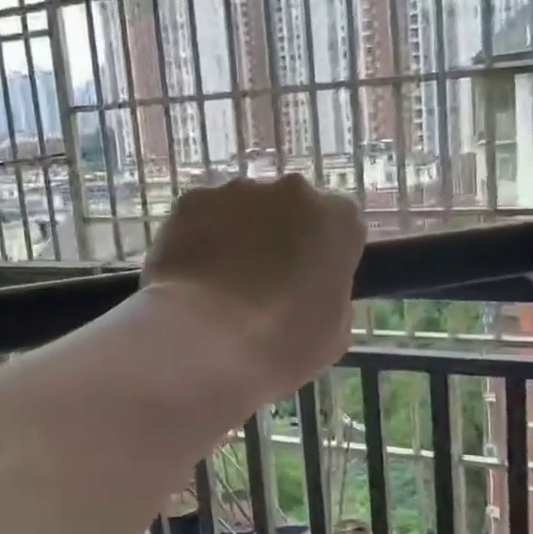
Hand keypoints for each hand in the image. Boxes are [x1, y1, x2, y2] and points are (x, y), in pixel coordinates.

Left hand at [143, 175, 365, 403]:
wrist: (201, 338)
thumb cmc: (280, 343)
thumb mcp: (332, 335)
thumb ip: (332, 297)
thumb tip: (314, 290)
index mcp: (338, 220)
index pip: (341, 228)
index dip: (324, 258)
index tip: (309, 286)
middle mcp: (293, 191)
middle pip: (292, 210)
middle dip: (282, 239)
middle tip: (265, 285)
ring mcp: (238, 190)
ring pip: (245, 210)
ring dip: (240, 237)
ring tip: (221, 285)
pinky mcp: (192, 200)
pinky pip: (203, 217)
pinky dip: (200, 239)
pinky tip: (192, 277)